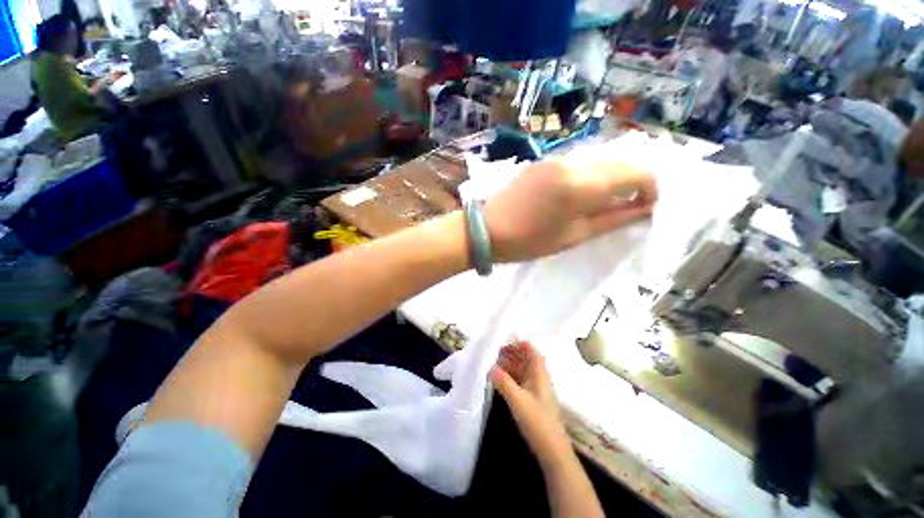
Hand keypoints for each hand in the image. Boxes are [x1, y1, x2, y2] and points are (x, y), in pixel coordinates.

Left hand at [485, 159, 656, 262]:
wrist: (486, 229)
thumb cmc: (528, 241)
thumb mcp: (574, 235)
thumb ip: (613, 219)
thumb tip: (645, 210)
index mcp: (582, 183)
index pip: (636, 172)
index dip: (650, 188)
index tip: (646, 208)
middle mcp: (572, 161)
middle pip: (620, 161)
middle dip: (633, 182)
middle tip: (627, 206)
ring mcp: (555, 158)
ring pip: (600, 159)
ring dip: (611, 177)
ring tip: (604, 202)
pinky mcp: (543, 161)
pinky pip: (579, 162)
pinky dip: (591, 174)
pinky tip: (582, 193)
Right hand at [490, 341, 570, 465]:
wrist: (551, 449)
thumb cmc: (537, 420)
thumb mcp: (517, 400)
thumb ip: (503, 382)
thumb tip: (490, 366)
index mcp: (539, 374)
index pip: (532, 352)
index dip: (521, 344)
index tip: (505, 340)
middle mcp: (538, 378)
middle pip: (526, 359)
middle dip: (512, 353)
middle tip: (495, 350)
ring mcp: (535, 389)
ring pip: (522, 370)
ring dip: (509, 365)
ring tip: (493, 362)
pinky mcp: (531, 399)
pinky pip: (519, 381)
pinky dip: (510, 377)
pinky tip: (499, 378)